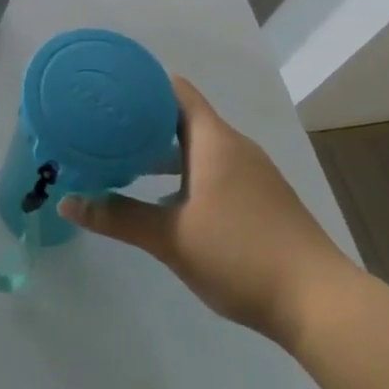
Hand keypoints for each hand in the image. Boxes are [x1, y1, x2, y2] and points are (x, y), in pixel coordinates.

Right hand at [59, 77, 358, 347]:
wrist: (321, 304)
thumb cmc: (242, 255)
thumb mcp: (172, 238)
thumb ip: (119, 217)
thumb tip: (67, 202)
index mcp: (215, 141)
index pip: (176, 91)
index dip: (142, 84)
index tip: (108, 92)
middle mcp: (235, 147)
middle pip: (184, 117)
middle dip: (144, 121)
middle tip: (104, 128)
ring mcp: (253, 174)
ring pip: (200, 147)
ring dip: (165, 151)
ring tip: (125, 162)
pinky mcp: (263, 199)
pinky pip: (216, 169)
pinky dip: (187, 172)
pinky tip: (166, 199)